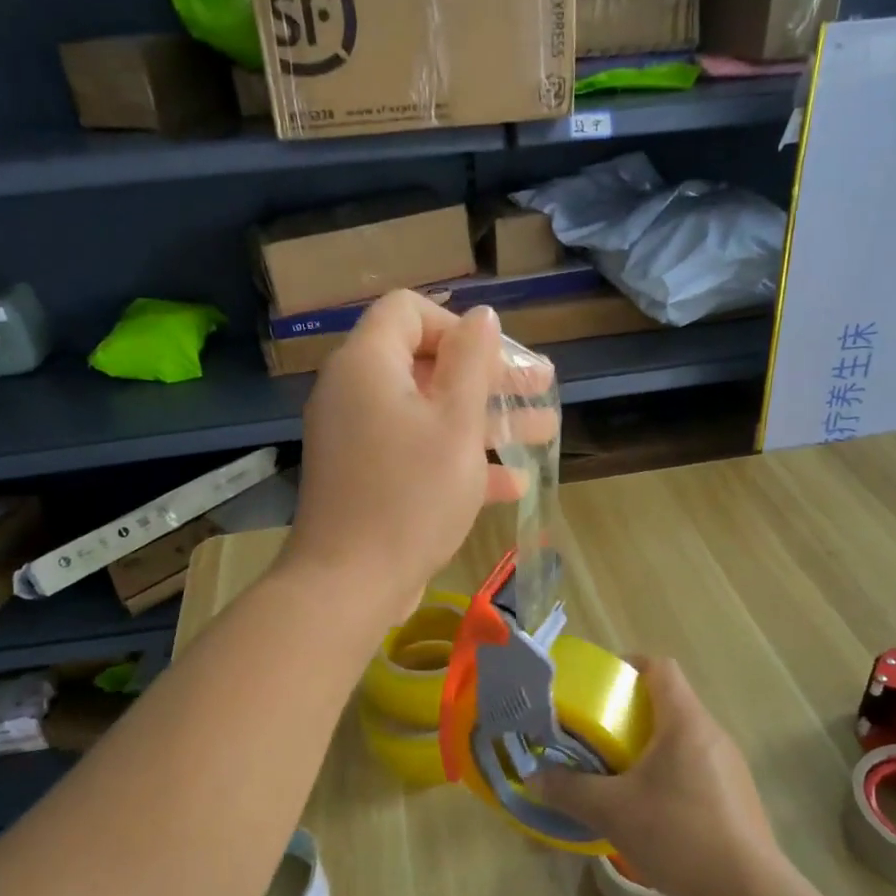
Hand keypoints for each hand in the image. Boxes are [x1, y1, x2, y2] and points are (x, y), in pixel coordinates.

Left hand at [283, 291, 519, 620]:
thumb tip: (482, 316)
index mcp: (368, 364)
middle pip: (427, 363)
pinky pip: (415, 450)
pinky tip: (512, 485)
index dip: (458, 325)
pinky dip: (457, 458)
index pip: (409, 311)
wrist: (350, 584)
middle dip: (489, 376)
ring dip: (486, 420)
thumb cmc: (411, 494)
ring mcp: (358, 437)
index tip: (496, 357)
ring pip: (429, 412)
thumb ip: (473, 363)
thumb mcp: (456, 423)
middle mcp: (355, 392)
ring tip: (545, 430)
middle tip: (540, 387)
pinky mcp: (366, 476)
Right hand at [536, 658, 782, 895]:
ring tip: (623, 773)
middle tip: (601, 734)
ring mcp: (730, 764)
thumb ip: (570, 790)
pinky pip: (698, 764)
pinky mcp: (739, 795)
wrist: (750, 895)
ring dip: (652, 744)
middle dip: (632, 711)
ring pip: (684, 736)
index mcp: (684, 721)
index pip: (659, 667)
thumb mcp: (613, 812)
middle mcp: (711, 732)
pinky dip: (672, 771)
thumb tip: (534, 777)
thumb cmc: (679, 835)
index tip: (601, 686)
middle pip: (670, 701)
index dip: (629, 666)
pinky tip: (656, 809)